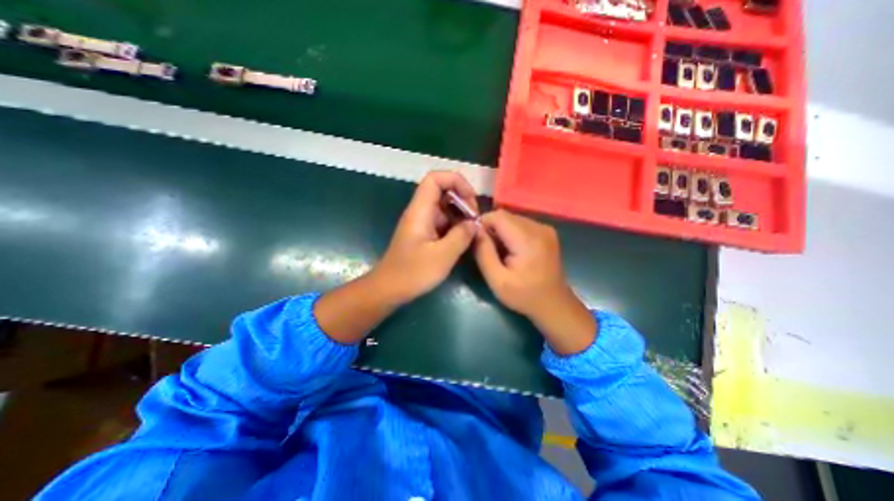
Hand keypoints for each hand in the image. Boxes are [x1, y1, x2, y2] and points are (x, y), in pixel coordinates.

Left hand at [372, 169, 481, 305]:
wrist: (389, 289)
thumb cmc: (413, 273)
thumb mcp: (442, 255)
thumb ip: (461, 236)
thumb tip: (474, 224)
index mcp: (420, 211)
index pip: (435, 179)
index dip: (456, 181)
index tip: (471, 199)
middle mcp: (420, 212)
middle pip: (442, 191)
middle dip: (463, 199)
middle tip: (475, 219)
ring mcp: (421, 223)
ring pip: (444, 207)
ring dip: (461, 214)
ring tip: (473, 230)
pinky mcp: (424, 234)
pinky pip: (442, 222)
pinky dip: (455, 226)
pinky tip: (464, 238)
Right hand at [475, 210, 591, 352]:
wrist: (554, 304)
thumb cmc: (524, 295)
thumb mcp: (497, 280)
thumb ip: (483, 253)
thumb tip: (474, 230)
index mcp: (528, 239)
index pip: (498, 216)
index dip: (482, 223)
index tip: (476, 240)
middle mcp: (539, 227)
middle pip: (505, 216)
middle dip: (491, 228)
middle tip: (487, 249)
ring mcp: (545, 228)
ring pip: (512, 218)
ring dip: (501, 230)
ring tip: (499, 251)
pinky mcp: (547, 232)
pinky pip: (521, 224)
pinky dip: (511, 232)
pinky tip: (511, 250)